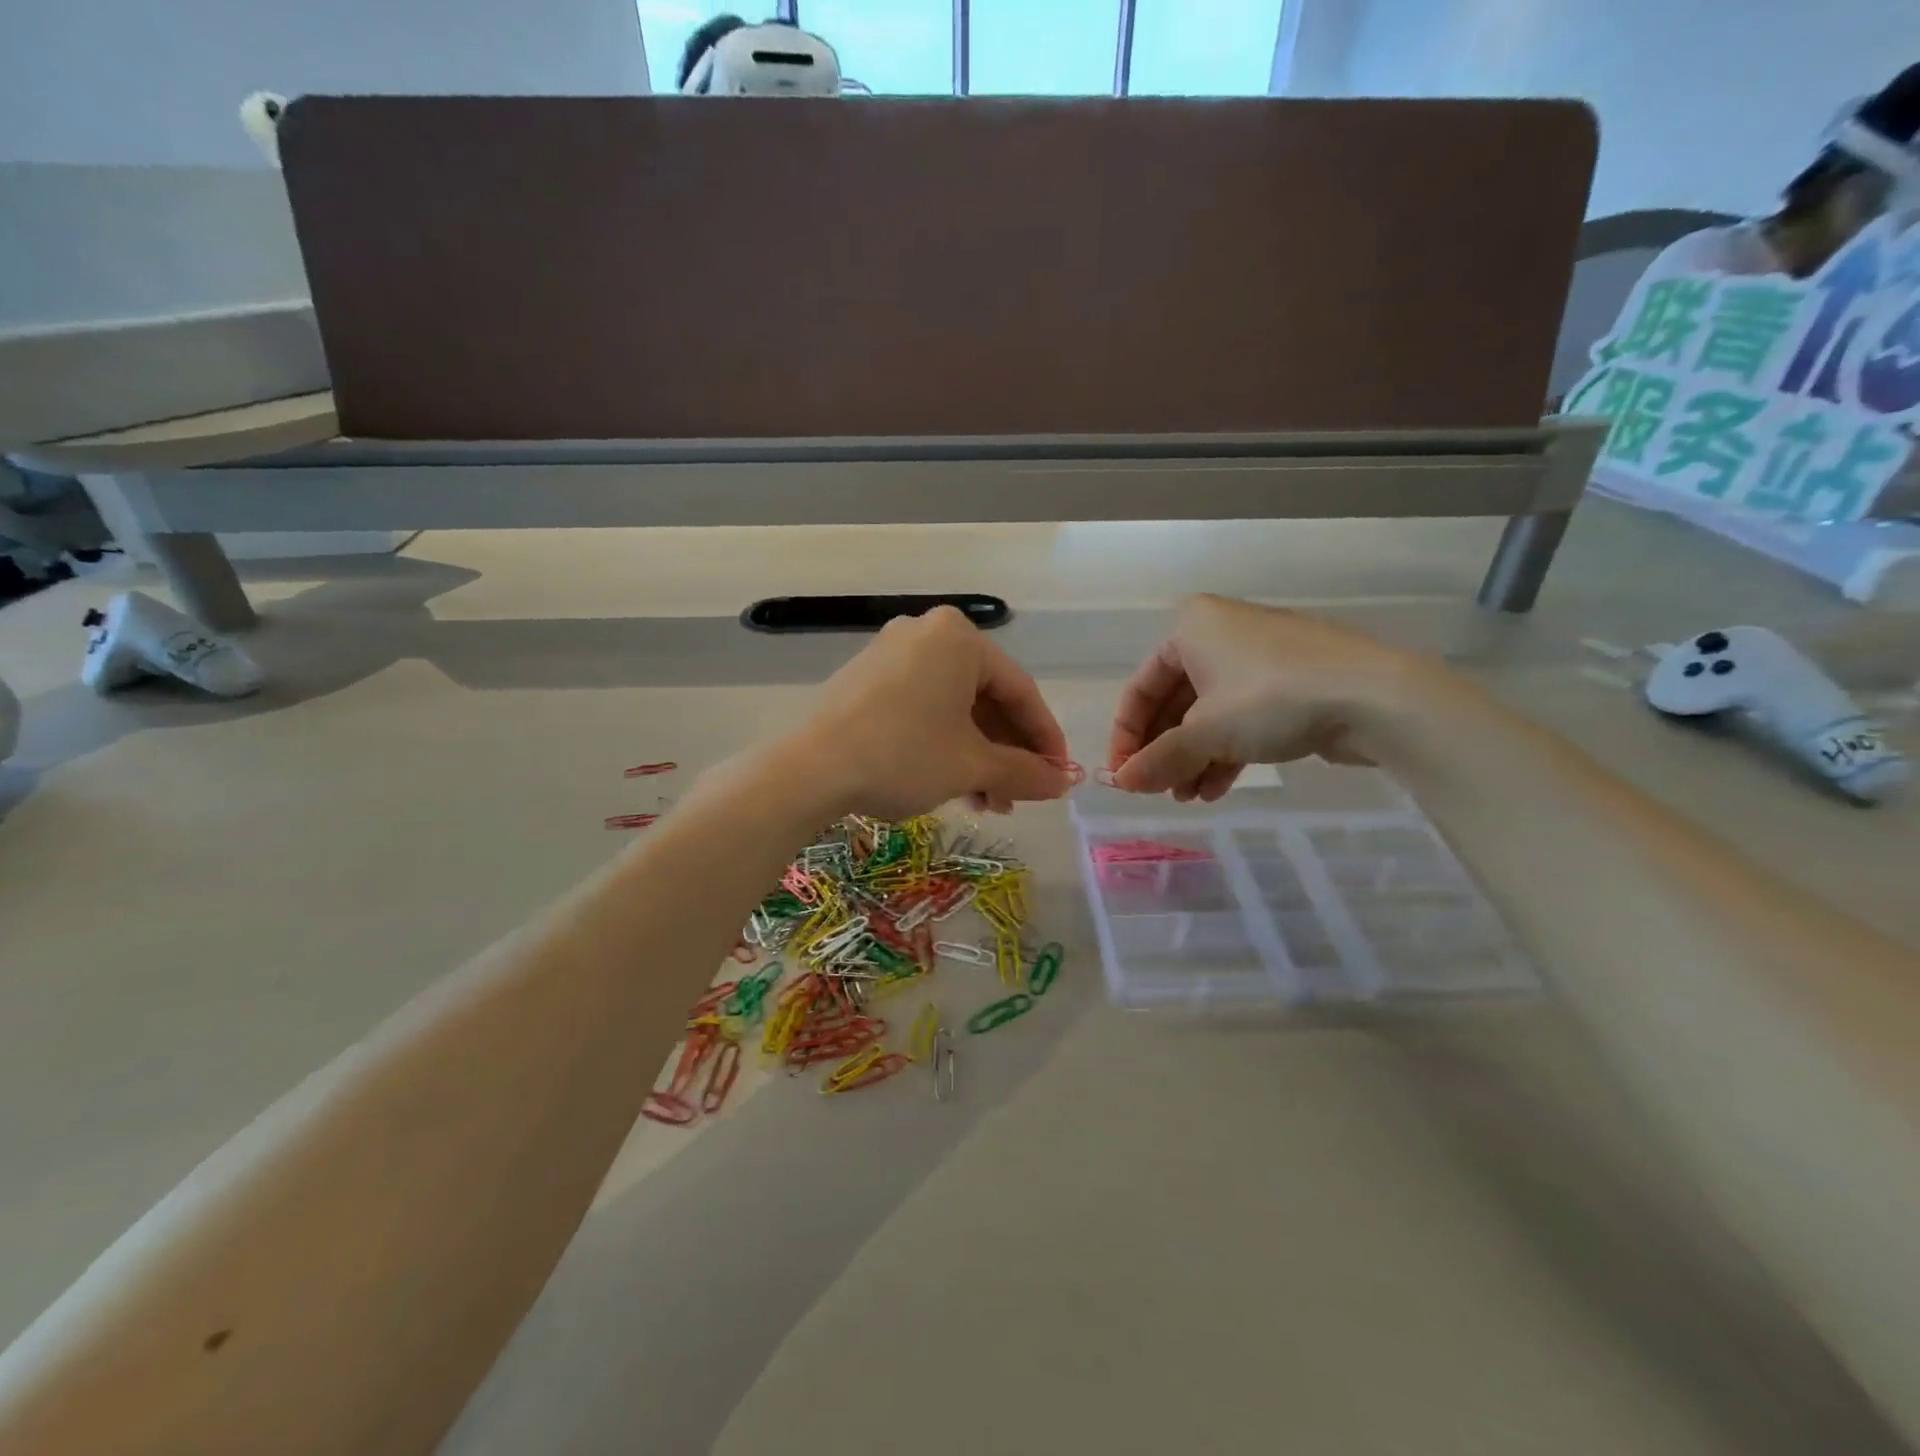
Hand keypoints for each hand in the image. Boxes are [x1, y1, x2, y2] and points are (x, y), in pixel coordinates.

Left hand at [787, 607, 1071, 819]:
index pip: (1020, 690)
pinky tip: (951, 784)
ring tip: (986, 803)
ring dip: (976, 756)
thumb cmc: (903, 755)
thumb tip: (1063, 783)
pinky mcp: (867, 679)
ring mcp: (891, 653)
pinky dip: (943, 744)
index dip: (1045, 738)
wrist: (809, 770)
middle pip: (985, 698)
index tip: (1059, 775)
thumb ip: (1024, 772)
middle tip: (1018, 796)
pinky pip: (922, 707)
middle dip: (1006, 753)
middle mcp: (926, 633)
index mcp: (959, 638)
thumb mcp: (971, 766)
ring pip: (953, 707)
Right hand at [1107, 596, 1438, 800]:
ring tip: (1187, 797)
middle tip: (1157, 790)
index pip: (1140, 687)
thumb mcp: (1206, 732)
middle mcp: (1219, 634)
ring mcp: (1256, 659)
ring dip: (1191, 758)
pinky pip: (1239, 719)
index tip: (1123, 776)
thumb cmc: (1271, 699)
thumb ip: (1158, 759)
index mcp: (1190, 628)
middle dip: (1163, 751)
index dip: (1126, 736)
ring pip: (1207, 715)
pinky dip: (1223, 752)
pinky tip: (1215, 789)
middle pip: (1173, 702)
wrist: (1373, 696)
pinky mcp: (1287, 684)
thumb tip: (1118, 784)